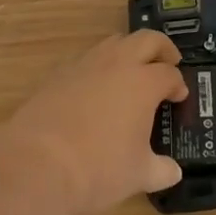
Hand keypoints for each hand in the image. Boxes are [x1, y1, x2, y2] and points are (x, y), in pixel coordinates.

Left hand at [4, 30, 186, 214]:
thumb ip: (161, 170)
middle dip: (162, 49)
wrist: (37, 165)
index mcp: (143, 83)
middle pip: (147, 39)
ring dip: (128, 52)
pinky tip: (94, 90)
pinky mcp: (58, 74)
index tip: (179, 96)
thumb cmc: (98, 168)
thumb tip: (173, 171)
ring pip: (114, 42)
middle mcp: (117, 64)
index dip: (178, 83)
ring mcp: (84, 65)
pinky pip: (86, 59)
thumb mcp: (138, 175)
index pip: (169, 73)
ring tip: (131, 73)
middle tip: (167, 64)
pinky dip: (98, 67)